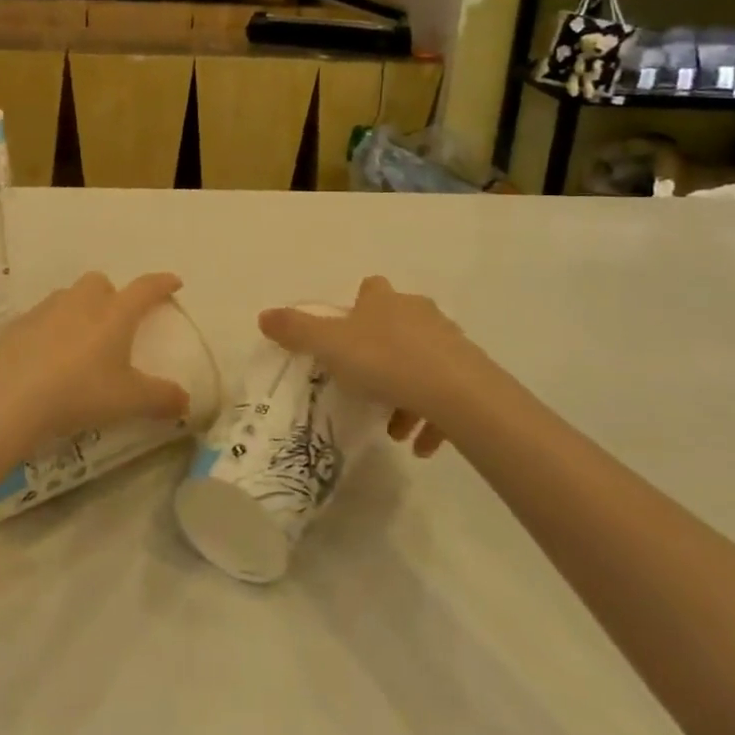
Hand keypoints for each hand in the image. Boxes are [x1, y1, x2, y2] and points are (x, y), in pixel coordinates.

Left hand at [0, 271, 191, 453]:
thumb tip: (186, 401)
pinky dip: (50, 330)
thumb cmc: (80, 392)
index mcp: (115, 313)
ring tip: (80, 343)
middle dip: (111, 296)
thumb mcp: (128, 401)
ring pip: (69, 298)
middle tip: (115, 324)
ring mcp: (47, 309)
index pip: (145, 288)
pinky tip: (47, 357)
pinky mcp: (18, 325)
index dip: (162, 284)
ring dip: (79, 311)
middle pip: (101, 283)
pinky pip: (41, 319)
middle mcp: (82, 301)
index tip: (173, 282)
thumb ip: (161, 398)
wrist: (12, 398)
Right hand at [258, 277, 493, 457]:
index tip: (349, 333)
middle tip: (366, 388)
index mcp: (384, 302)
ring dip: (406, 394)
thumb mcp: (330, 346)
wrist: (457, 392)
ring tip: (393, 430)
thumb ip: (297, 331)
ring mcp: (448, 341)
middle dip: (381, 356)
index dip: (359, 307)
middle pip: (397, 327)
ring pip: (421, 363)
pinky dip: (432, 417)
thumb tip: (263, 315)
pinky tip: (420, 445)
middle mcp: (418, 313)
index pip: (370, 289)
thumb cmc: (385, 361)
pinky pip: (446, 394)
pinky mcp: (471, 374)